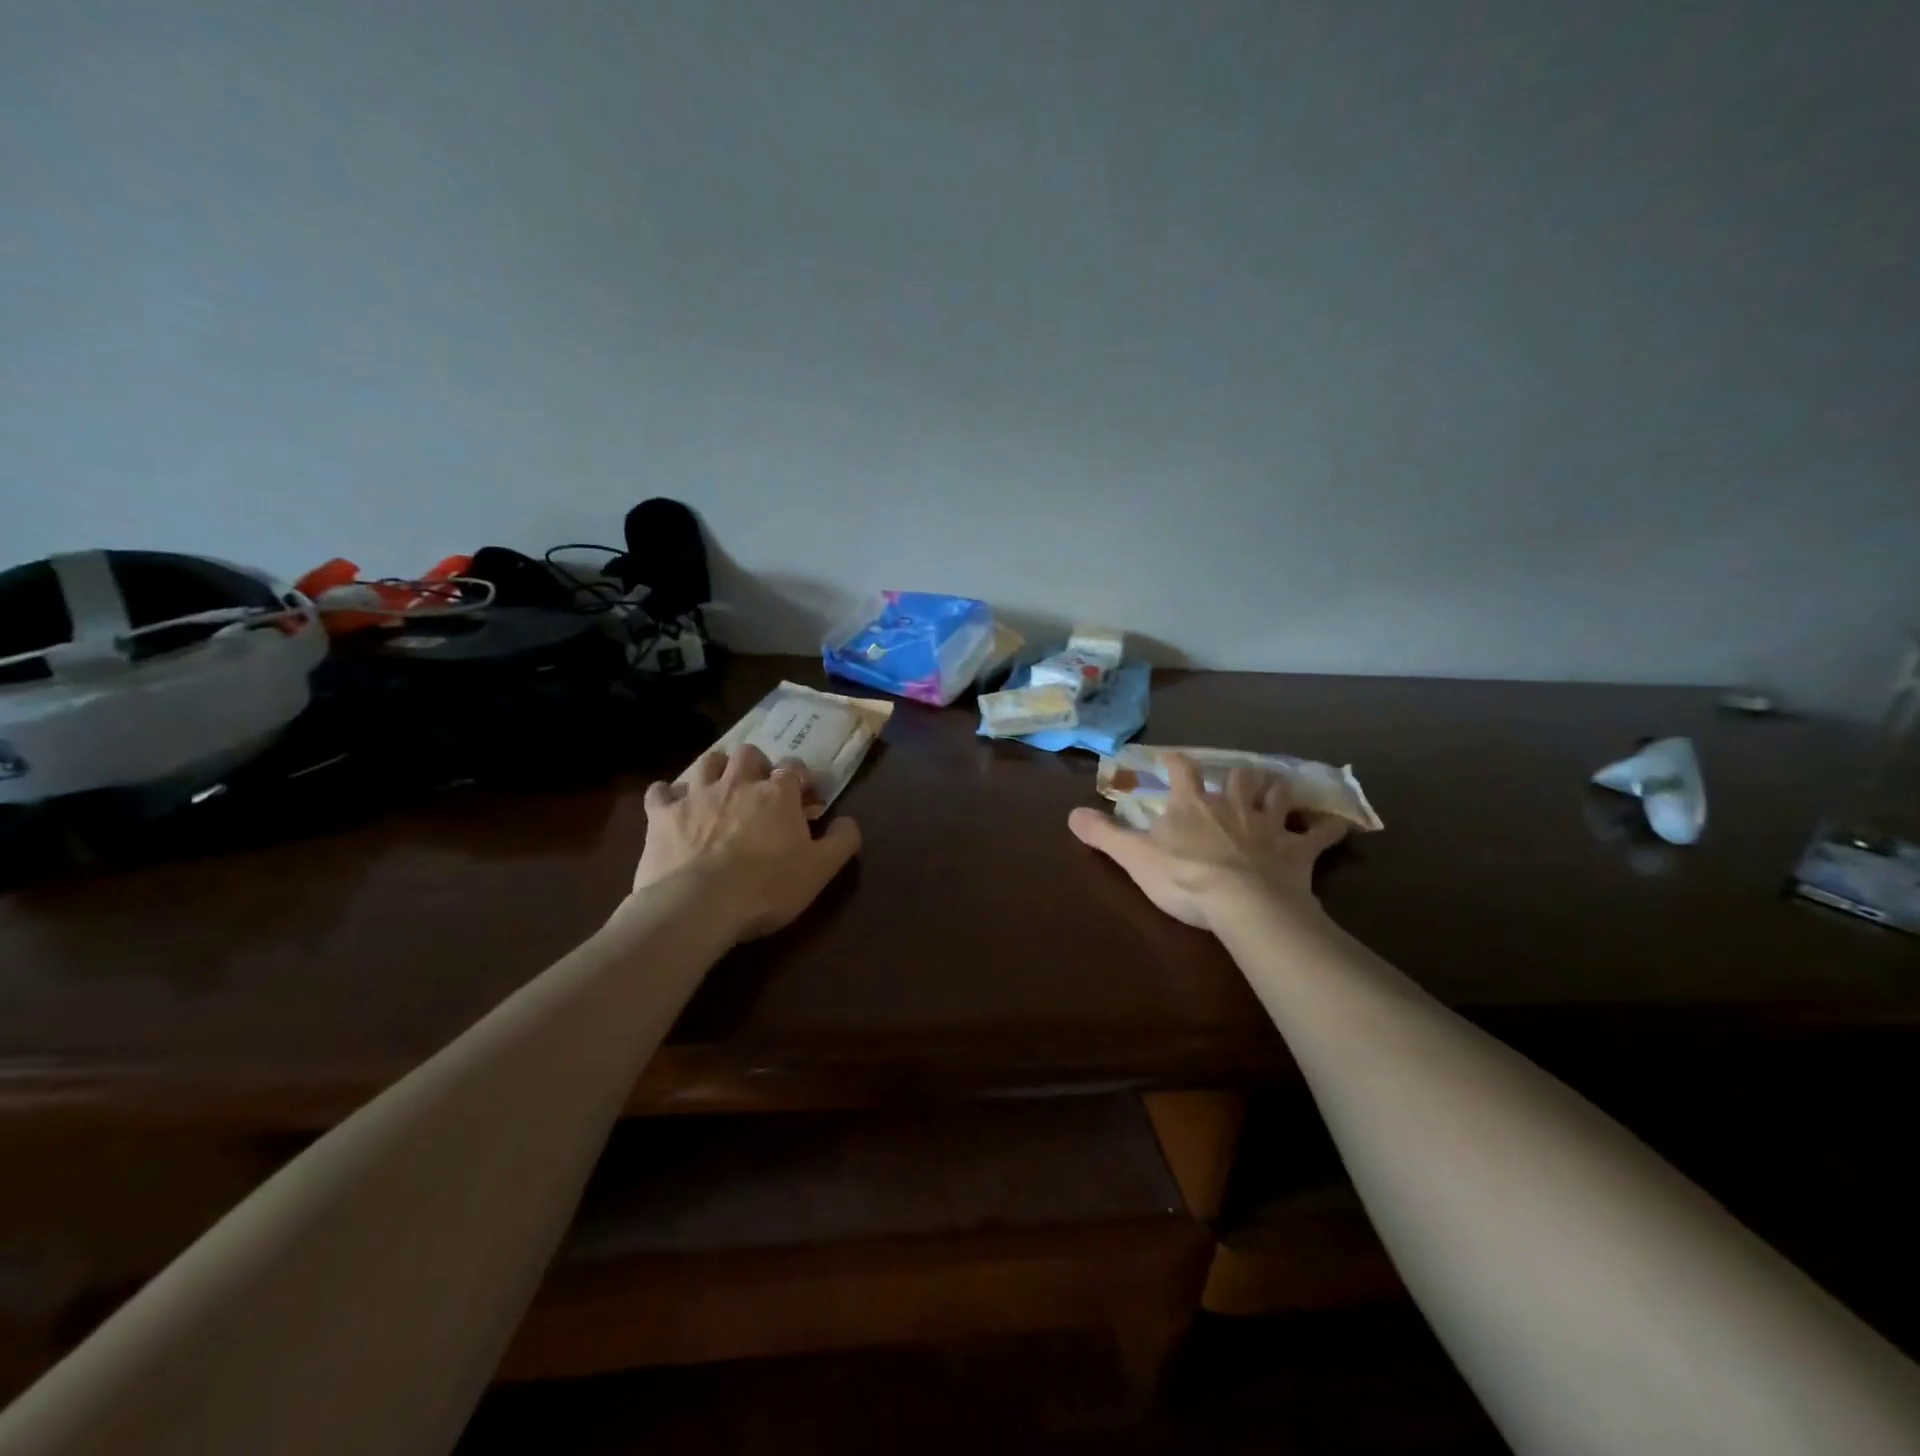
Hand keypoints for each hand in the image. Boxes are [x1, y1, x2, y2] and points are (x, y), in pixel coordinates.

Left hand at [633, 745, 861, 940]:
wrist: (699, 905)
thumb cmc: (768, 887)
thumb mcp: (821, 869)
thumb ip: (842, 840)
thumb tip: (848, 821)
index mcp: (777, 794)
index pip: (794, 768)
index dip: (800, 778)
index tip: (804, 797)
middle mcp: (737, 783)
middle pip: (748, 754)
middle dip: (755, 765)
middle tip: (758, 788)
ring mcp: (696, 795)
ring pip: (706, 762)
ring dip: (715, 769)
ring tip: (718, 788)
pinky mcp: (662, 815)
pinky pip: (660, 791)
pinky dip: (667, 794)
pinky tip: (670, 805)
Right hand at [1067, 753, 1346, 933]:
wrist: (1244, 904)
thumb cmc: (1184, 877)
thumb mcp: (1134, 856)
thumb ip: (1103, 834)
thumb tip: (1070, 814)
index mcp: (1193, 804)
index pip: (1182, 770)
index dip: (1176, 761)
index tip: (1171, 757)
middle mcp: (1233, 805)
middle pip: (1238, 776)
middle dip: (1236, 773)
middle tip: (1236, 774)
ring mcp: (1269, 825)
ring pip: (1277, 795)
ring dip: (1278, 790)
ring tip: (1279, 786)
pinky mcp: (1298, 850)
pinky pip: (1319, 834)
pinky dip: (1329, 829)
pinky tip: (1341, 825)